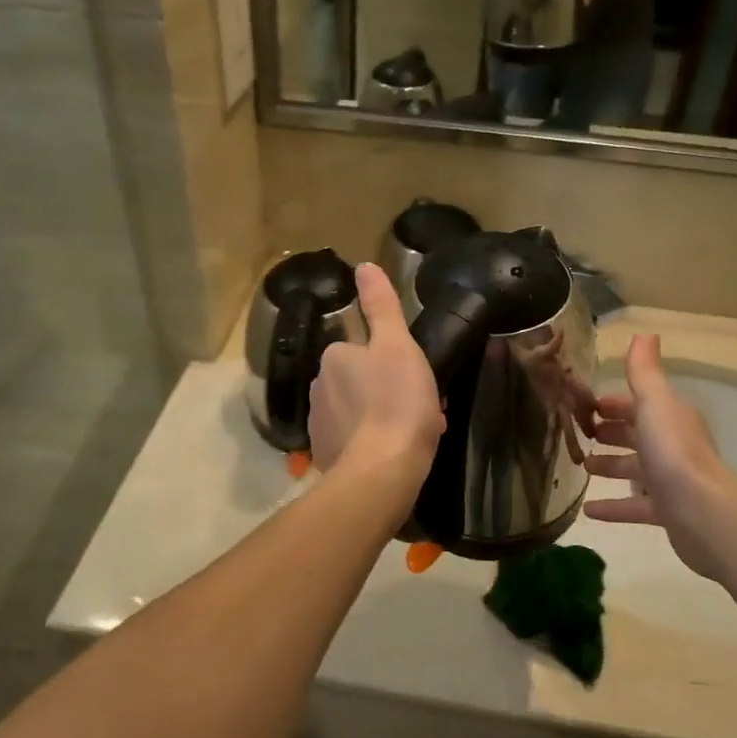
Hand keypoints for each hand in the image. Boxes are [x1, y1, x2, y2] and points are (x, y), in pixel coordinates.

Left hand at [309, 264, 443, 481]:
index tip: (414, 378)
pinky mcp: (325, 457)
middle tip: (418, 408)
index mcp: (334, 357)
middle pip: (358, 381)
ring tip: (410, 435)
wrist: (382, 471)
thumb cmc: (396, 401)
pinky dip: (370, 445)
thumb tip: (365, 266)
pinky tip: (393, 456)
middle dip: (385, 391)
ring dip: (380, 418)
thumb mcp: (398, 345)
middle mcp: (318, 386)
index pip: (362, 349)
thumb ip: (381, 305)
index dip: (391, 362)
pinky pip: (352, 442)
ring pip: (356, 412)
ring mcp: (318, 425)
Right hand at [584, 334, 736, 581]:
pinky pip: (634, 505)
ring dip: (609, 467)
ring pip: (635, 469)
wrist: (702, 511)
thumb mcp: (653, 402)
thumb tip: (645, 333)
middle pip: (637, 435)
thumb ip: (643, 371)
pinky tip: (587, 510)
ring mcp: (670, 480)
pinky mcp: (666, 512)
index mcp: (670, 417)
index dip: (615, 403)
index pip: (639, 404)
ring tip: (581, 467)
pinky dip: (612, 507)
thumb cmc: (672, 450)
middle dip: (611, 432)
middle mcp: (672, 445)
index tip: (586, 406)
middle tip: (580, 434)